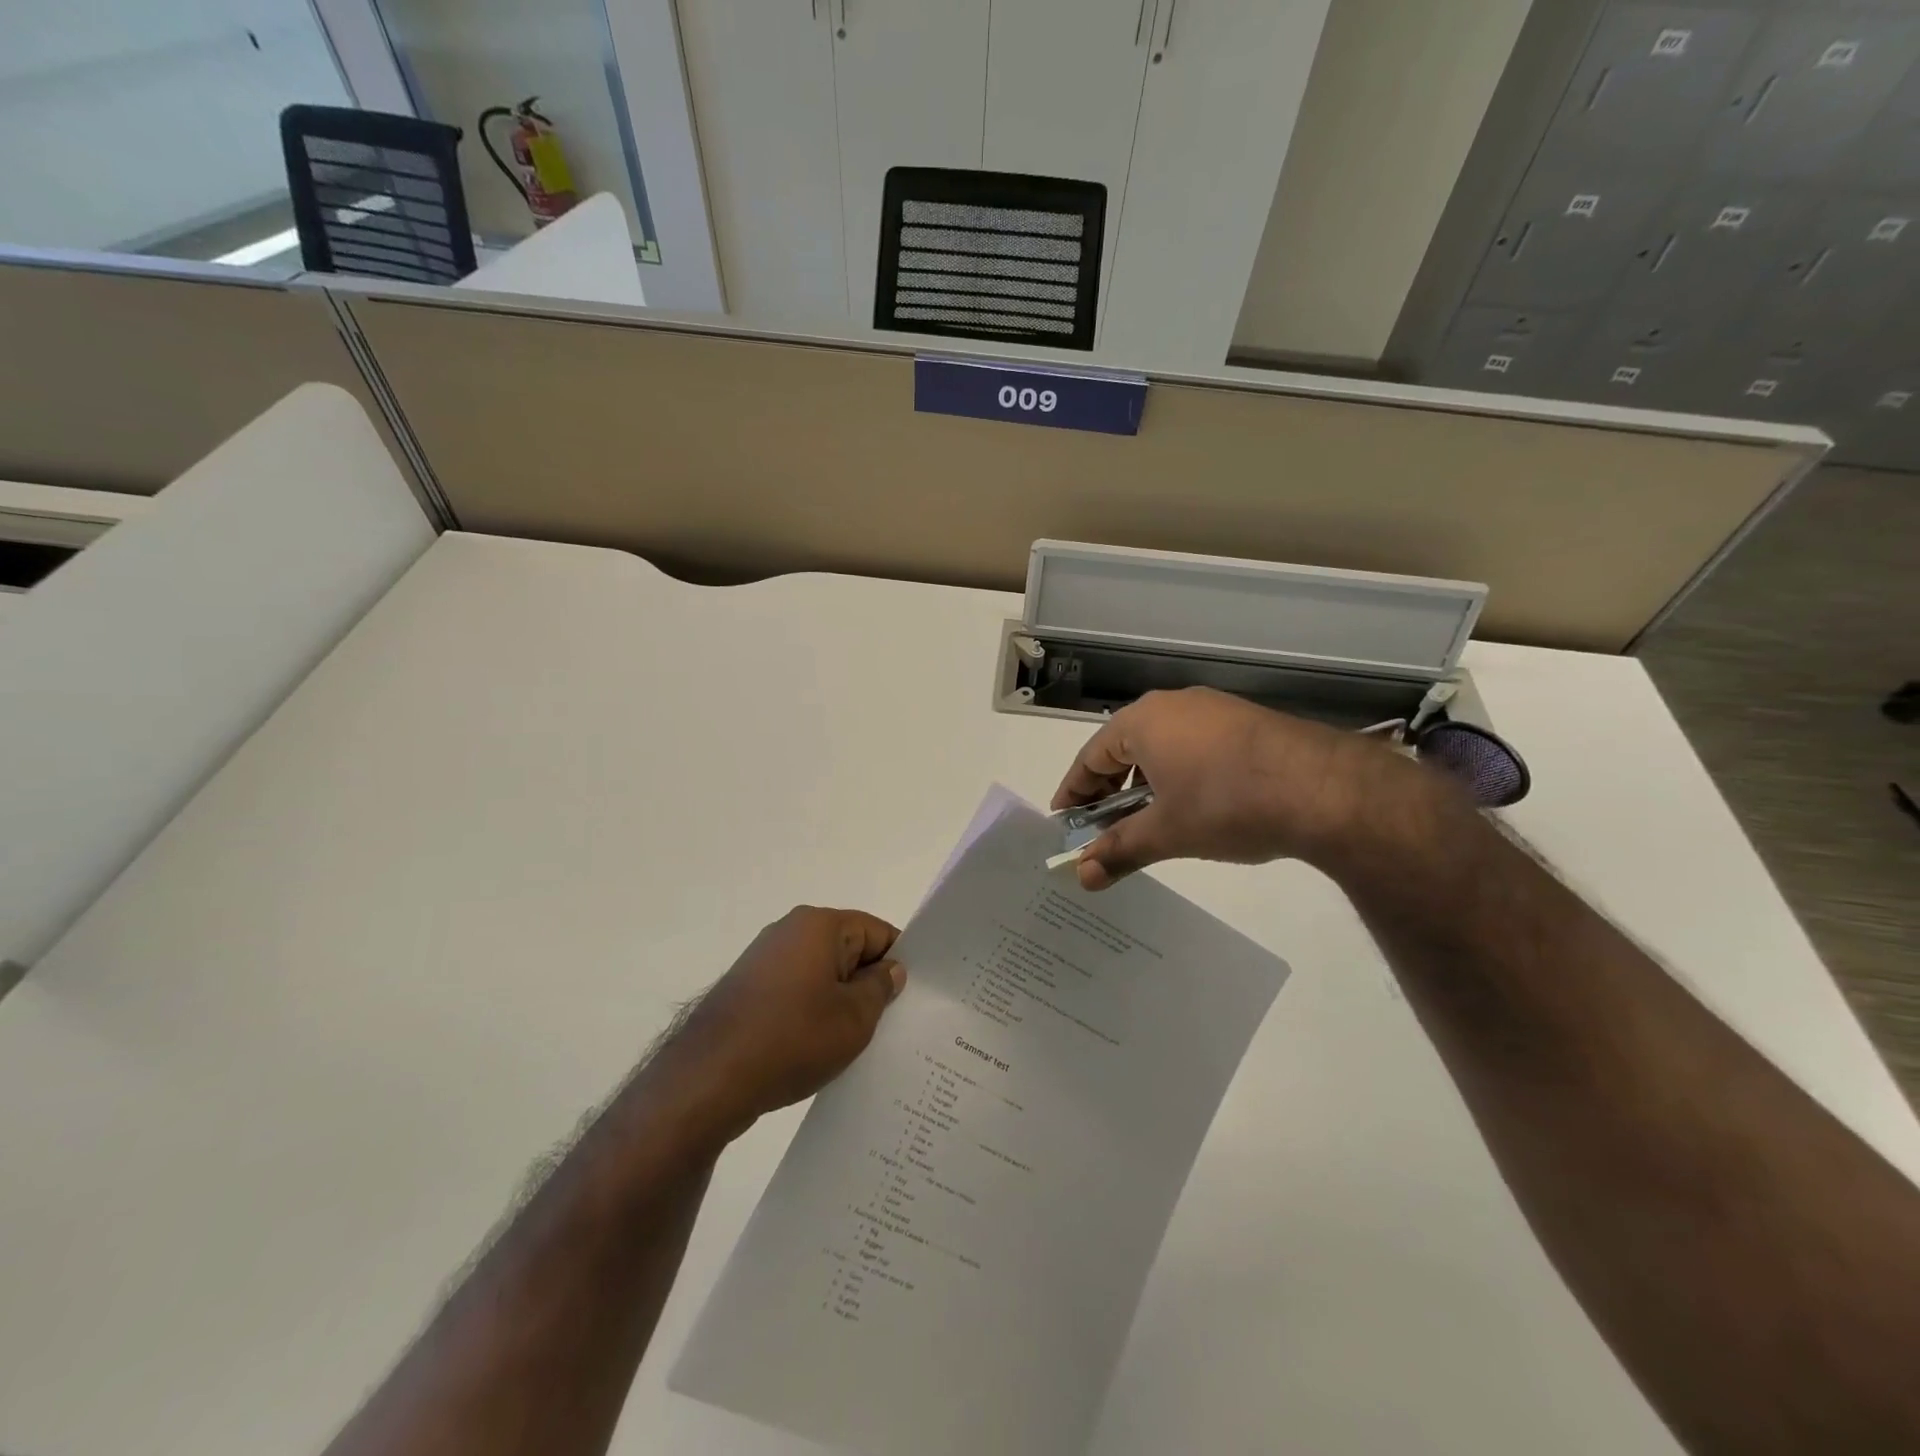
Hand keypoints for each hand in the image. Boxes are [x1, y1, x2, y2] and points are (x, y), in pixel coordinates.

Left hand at [664, 907, 904, 1139]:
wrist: (708, 1079)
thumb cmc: (792, 1040)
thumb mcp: (854, 1018)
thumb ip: (880, 988)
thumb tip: (890, 970)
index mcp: (820, 925)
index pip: (877, 932)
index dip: (898, 963)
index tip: (910, 999)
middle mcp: (790, 931)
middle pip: (848, 950)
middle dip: (868, 984)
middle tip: (889, 1024)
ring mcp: (763, 959)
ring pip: (821, 973)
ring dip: (838, 1001)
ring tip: (854, 1042)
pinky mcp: (746, 989)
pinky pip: (794, 991)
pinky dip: (810, 1012)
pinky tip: (816, 1048)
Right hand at [1052, 687, 1418, 889]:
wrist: (1324, 789)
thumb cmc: (1226, 804)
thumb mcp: (1166, 832)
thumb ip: (1119, 851)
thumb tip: (1081, 877)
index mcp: (1142, 722)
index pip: (1090, 757)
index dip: (1074, 792)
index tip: (1064, 823)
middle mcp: (1174, 705)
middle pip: (1124, 749)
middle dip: (1109, 791)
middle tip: (1104, 829)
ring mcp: (1214, 710)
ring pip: (1162, 747)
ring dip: (1146, 785)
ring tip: (1149, 822)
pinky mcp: (1246, 722)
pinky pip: (1196, 746)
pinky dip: (1180, 775)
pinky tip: (1195, 806)